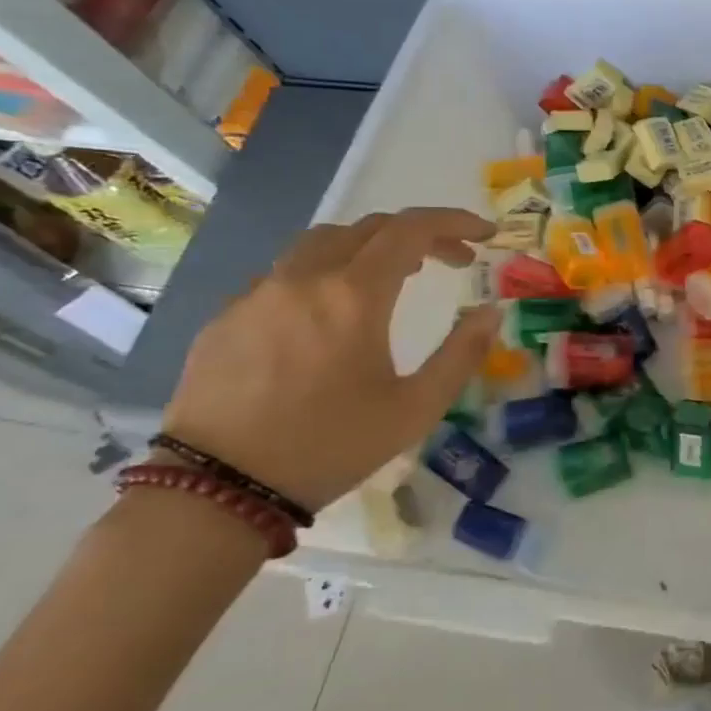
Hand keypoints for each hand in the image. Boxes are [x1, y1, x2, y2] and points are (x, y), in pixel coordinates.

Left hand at [162, 208, 501, 508]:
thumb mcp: (416, 409)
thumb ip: (462, 353)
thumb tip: (492, 311)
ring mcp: (258, 293)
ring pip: (322, 242)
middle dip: (420, 234)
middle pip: (369, 227)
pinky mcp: (227, 316)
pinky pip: (285, 274)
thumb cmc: (330, 446)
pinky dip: (325, 274)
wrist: (218, 488)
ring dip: (369, 246)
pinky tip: (331, 314)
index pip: (412, 230)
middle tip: (452, 260)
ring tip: (394, 276)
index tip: (484, 234)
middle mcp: (305, 278)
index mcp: (355, 295)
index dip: (454, 222)